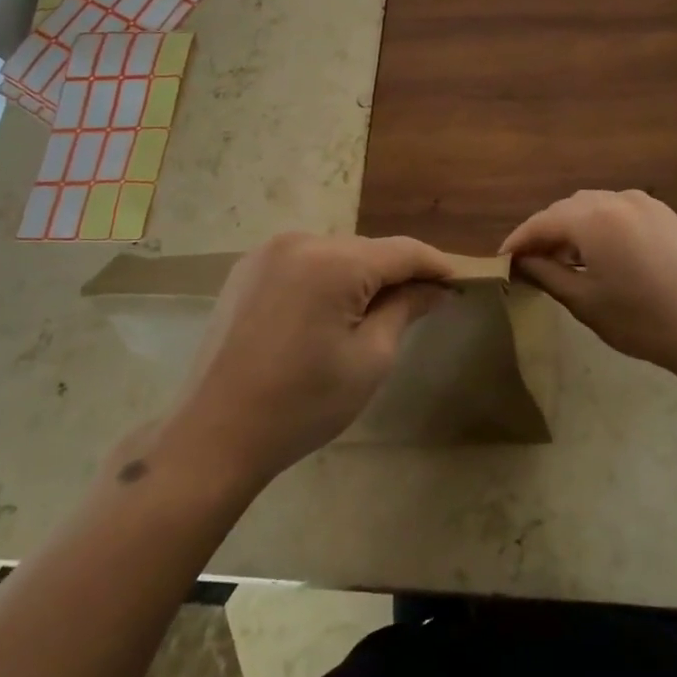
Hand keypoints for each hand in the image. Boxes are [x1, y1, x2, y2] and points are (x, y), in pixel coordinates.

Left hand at [127, 233, 455, 491]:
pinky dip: (327, 279)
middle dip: (398, 273)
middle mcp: (300, 241)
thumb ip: (405, 309)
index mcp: (333, 262)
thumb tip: (436, 288)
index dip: (437, 265)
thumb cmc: (303, 403)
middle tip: (425, 303)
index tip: (462, 282)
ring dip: (362, 276)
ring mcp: (267, 253)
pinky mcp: (247, 270)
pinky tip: (332, 311)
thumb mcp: (370, 359)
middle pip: (368, 250)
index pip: (403, 251)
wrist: (214, 434)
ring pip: (336, 254)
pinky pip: (304, 263)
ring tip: (380, 312)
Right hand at [501, 190, 676, 378]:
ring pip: (592, 206)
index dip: (517, 241)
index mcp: (592, 217)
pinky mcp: (664, 213)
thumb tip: (521, 261)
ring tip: (563, 260)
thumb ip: (546, 274)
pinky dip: (599, 225)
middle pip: (565, 209)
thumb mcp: (584, 301)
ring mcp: (644, 203)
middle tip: (530, 263)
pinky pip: (617, 210)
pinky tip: (599, 253)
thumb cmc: (642, 320)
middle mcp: (616, 198)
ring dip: (572, 227)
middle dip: (544, 232)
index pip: (540, 223)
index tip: (501, 260)